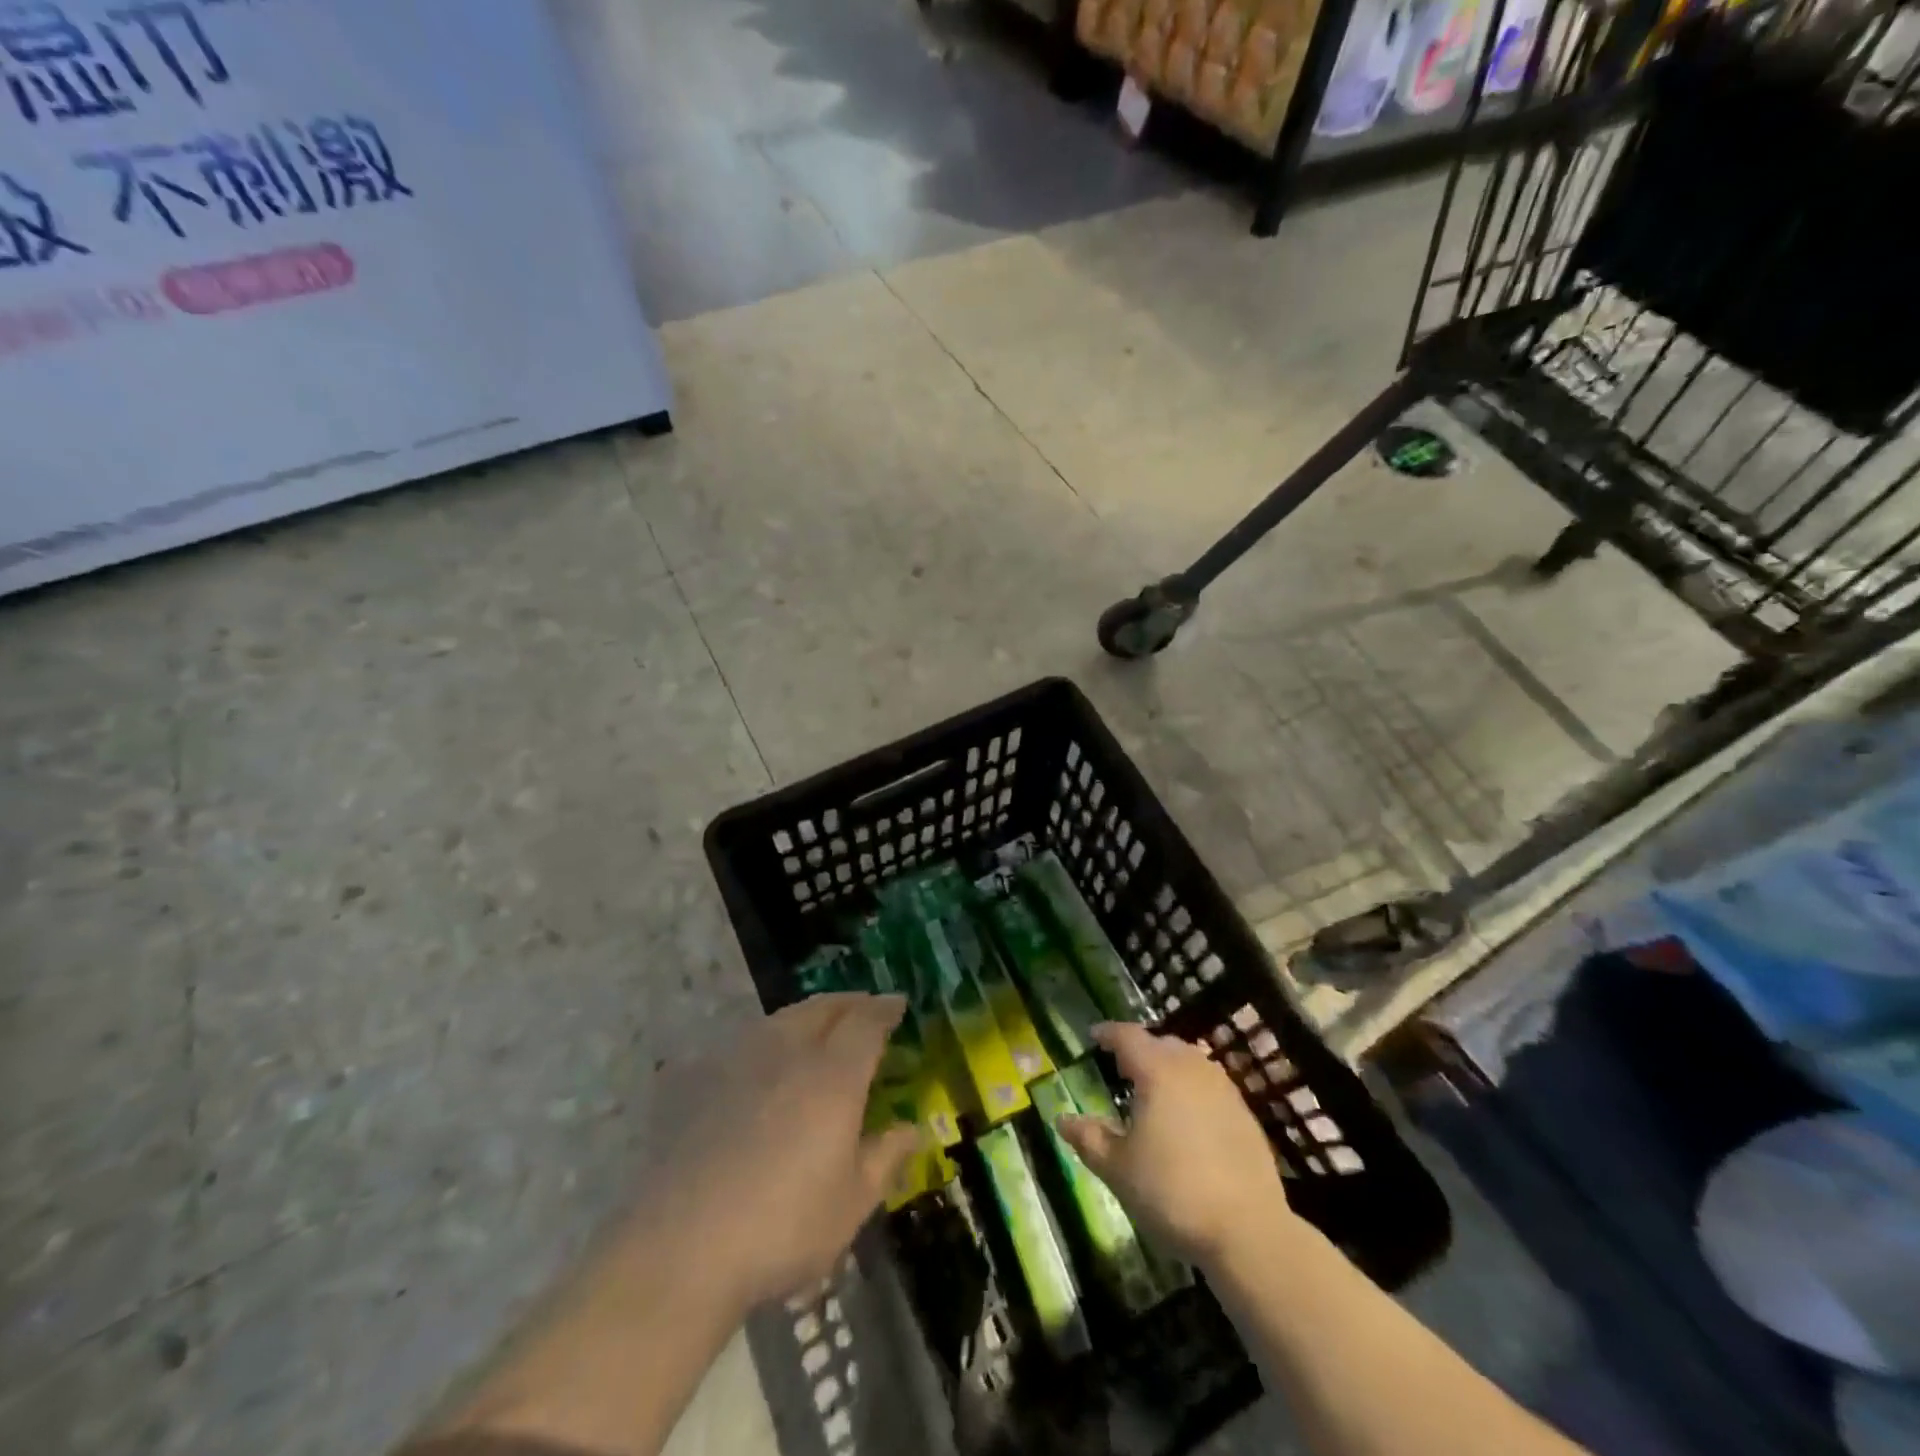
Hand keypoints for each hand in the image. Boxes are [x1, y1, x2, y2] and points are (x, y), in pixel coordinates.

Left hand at [635, 993, 919, 1314]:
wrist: (681, 1248)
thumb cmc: (782, 1228)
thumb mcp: (851, 1204)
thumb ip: (885, 1157)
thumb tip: (911, 1128)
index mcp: (833, 1075)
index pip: (866, 1022)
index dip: (885, 1009)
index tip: (898, 1005)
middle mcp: (788, 1051)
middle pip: (823, 1007)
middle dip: (849, 1003)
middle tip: (864, 1009)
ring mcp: (738, 1060)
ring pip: (781, 1018)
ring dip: (808, 1016)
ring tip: (818, 1028)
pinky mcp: (698, 1079)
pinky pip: (741, 1043)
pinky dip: (764, 1041)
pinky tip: (760, 1064)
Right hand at [1060, 1022, 1301, 1266]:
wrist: (1248, 1231)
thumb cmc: (1171, 1192)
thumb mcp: (1117, 1168)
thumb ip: (1089, 1138)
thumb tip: (1063, 1119)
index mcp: (1157, 1072)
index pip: (1128, 1037)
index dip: (1108, 1033)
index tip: (1094, 1036)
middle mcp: (1192, 1069)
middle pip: (1161, 1043)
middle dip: (1139, 1048)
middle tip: (1121, 1064)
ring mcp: (1223, 1089)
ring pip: (1190, 1060)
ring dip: (1168, 1064)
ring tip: (1154, 1086)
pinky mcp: (1245, 1114)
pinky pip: (1210, 1084)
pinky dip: (1192, 1087)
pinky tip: (1187, 1115)